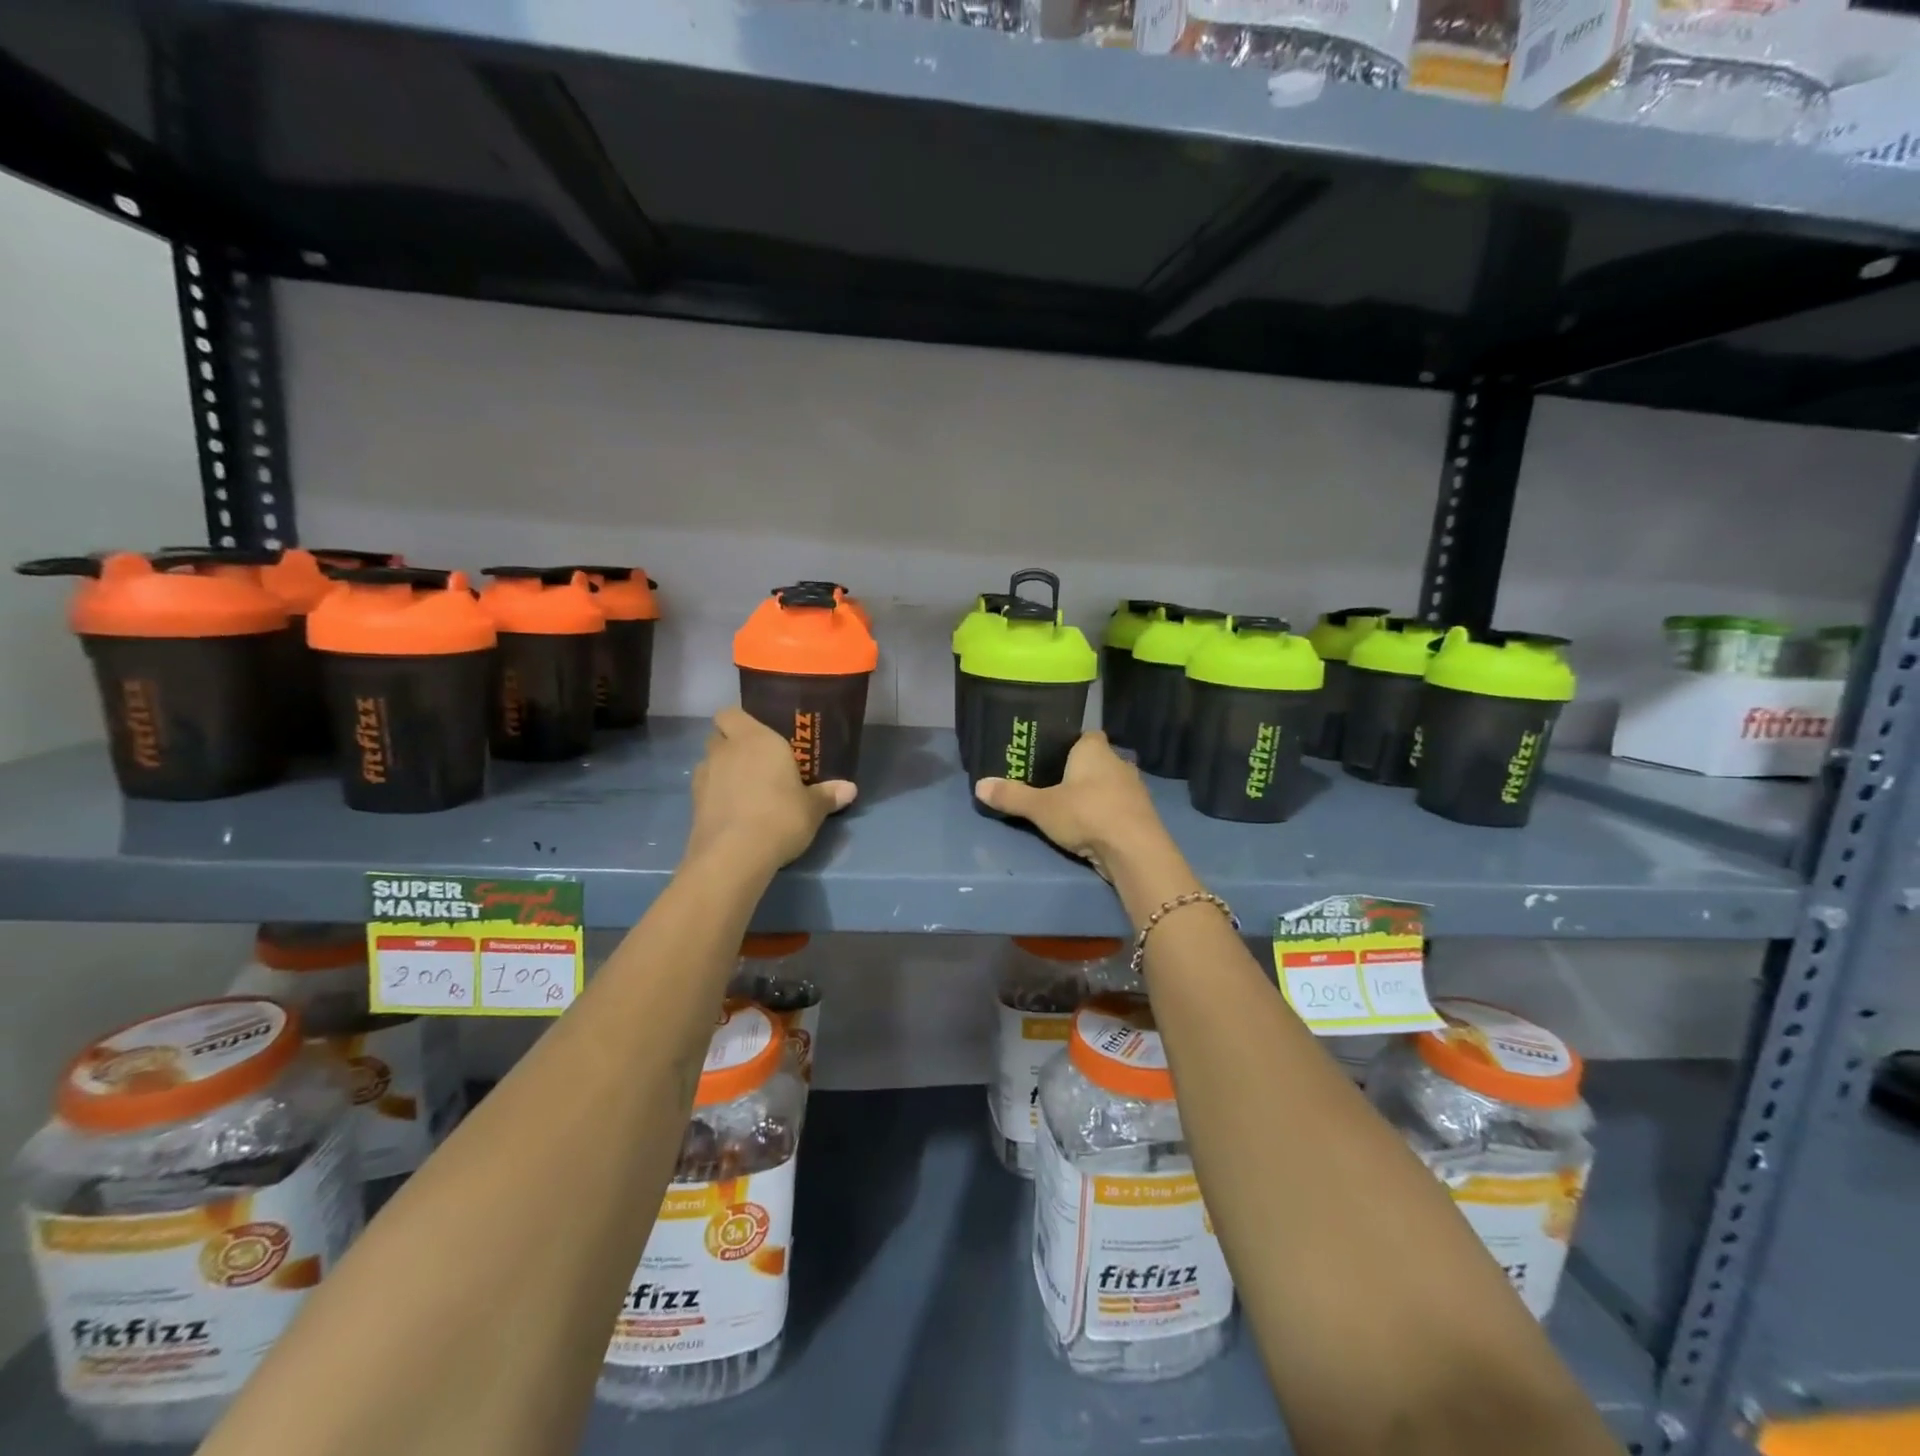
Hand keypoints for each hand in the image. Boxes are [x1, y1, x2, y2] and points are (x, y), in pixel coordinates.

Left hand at [686, 708, 856, 870]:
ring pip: (710, 763)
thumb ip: (827, 795)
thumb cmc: (781, 816)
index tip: (758, 736)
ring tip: (745, 791)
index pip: (732, 712)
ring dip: (722, 771)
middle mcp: (726, 750)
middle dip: (732, 745)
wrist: (734, 855)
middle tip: (756, 763)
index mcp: (756, 739)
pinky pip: (705, 789)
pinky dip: (715, 795)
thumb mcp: (812, 808)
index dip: (740, 722)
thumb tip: (850, 789)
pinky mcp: (693, 803)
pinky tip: (734, 812)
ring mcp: (704, 776)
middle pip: (720, 736)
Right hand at [975, 732, 1172, 880]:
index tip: (1052, 756)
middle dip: (1079, 771)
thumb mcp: (1041, 807)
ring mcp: (1134, 789)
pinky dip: (1106, 814)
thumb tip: (979, 785)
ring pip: (1110, 784)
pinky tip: (1092, 827)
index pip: (1085, 735)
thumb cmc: (1086, 814)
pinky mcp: (1142, 815)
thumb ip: (1011, 796)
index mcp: (1095, 749)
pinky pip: (1119, 807)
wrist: (1134, 850)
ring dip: (1095, 794)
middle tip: (1054, 784)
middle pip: (1097, 760)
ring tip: (1070, 808)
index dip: (1070, 743)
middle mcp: (1118, 762)